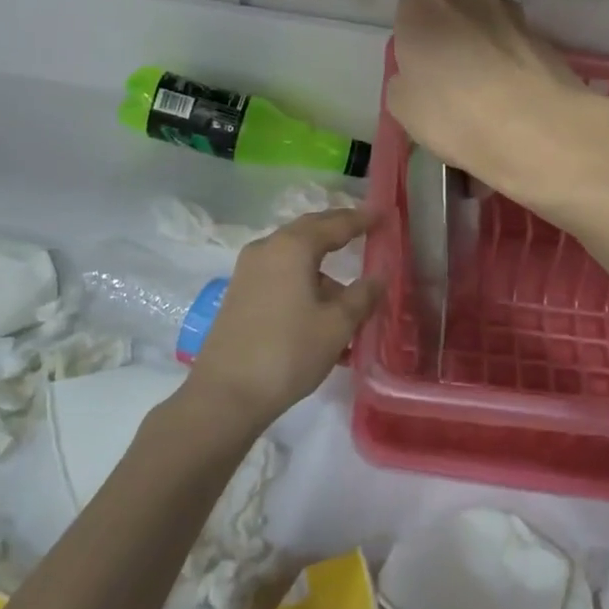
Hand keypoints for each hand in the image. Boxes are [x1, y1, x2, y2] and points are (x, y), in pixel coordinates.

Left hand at [183, 206, 382, 429]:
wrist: (226, 394)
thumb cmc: (289, 352)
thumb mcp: (337, 325)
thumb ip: (362, 296)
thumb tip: (378, 277)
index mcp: (292, 247)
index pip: (334, 224)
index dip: (361, 220)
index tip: (382, 214)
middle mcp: (267, 249)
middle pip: (309, 232)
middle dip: (338, 232)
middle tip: (365, 232)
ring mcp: (248, 272)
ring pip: (294, 258)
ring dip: (322, 270)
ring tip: (350, 299)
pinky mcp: (240, 295)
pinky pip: (280, 277)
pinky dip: (304, 285)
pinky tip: (322, 316)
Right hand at [389, 0, 608, 209]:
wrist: (533, 127)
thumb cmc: (451, 112)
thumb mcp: (403, 107)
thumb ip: (405, 81)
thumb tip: (415, 77)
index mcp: (425, 4)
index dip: (422, 16)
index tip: (421, 46)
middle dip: (458, 17)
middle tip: (452, 60)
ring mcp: (513, 15)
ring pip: (495, 15)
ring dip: (488, 36)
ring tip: (487, 80)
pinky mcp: (545, 39)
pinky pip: (519, 43)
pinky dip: (514, 59)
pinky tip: (512, 93)